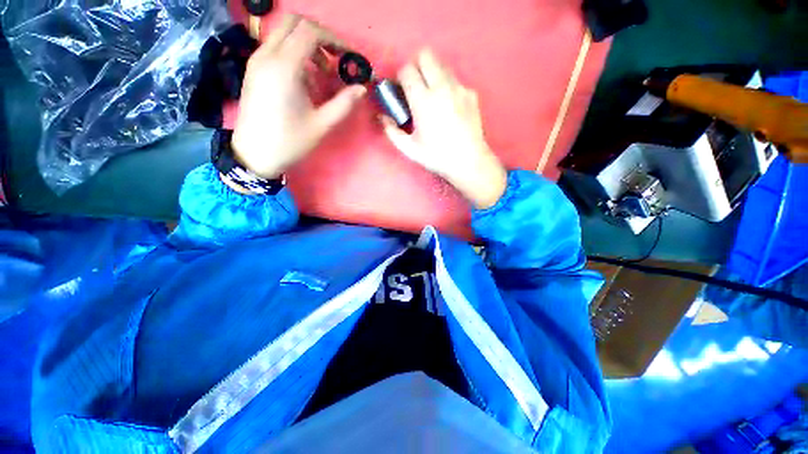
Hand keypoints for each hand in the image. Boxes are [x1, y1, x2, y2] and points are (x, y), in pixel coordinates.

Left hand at [232, 15, 366, 179]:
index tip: (347, 56)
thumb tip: (362, 89)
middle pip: (294, 22)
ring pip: (283, 33)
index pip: (310, 32)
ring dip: (306, 45)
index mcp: (284, 68)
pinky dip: (293, 54)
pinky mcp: (253, 69)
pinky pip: (275, 47)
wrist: (254, 154)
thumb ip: (344, 104)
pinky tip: (303, 81)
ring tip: (320, 76)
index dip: (333, 39)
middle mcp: (267, 55)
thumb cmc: (290, 141)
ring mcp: (257, 60)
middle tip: (333, 58)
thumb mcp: (322, 125)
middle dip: (318, 35)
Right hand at [381, 49, 507, 208]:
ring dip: (432, 74)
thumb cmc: (437, 157)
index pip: (407, 70)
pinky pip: (455, 80)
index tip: (401, 89)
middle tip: (415, 86)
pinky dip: (448, 86)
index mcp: (423, 100)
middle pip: (426, 55)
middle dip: (416, 65)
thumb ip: (392, 131)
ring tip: (432, 96)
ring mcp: (459, 88)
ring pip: (442, 64)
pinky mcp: (471, 94)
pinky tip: (449, 106)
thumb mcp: (409, 149)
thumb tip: (383, 117)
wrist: (469, 161)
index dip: (400, 76)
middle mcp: (441, 87)